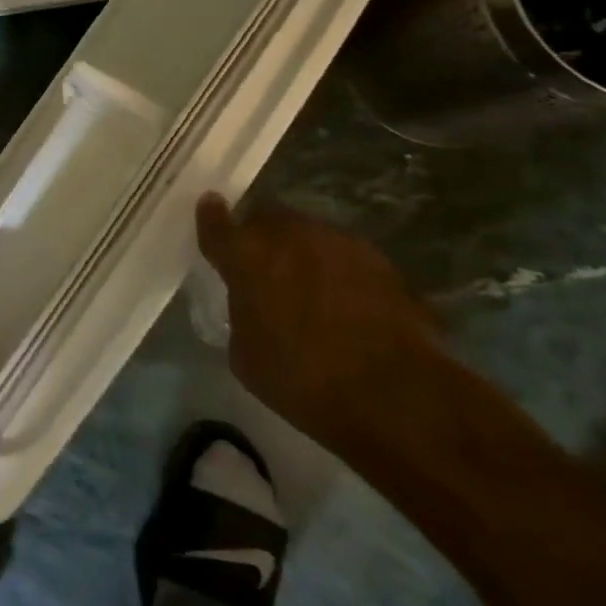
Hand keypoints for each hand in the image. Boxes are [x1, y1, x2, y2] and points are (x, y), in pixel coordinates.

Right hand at [194, 193, 437, 450]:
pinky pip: (343, 256)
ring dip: (301, 252)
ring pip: (308, 234)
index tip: (210, 209)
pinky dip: (337, 272)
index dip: (211, 217)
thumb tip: (252, 302)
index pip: (217, 223)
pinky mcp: (379, 260)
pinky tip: (346, 303)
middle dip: (261, 237)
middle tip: (263, 265)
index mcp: (246, 256)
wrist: (396, 396)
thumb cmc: (303, 381)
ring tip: (308, 286)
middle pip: (266, 220)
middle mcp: (289, 235)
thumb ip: (242, 312)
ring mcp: (337, 242)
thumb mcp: (246, 354)